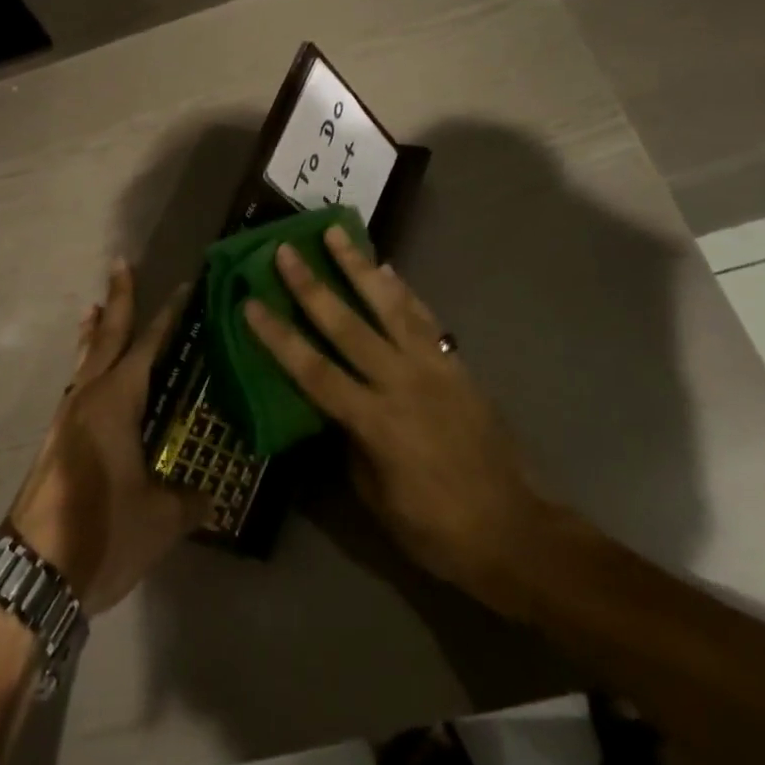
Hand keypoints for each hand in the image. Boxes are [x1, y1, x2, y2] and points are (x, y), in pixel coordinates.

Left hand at [8, 262, 211, 616]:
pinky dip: (86, 366)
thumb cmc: (102, 532)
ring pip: (85, 361)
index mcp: (116, 402)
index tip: (182, 286)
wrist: (34, 571)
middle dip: (118, 302)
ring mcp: (66, 419)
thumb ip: (190, 500)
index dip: (167, 317)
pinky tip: (92, 378)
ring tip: (97, 307)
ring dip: (95, 333)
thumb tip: (210, 496)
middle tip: (121, 266)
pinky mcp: (56, 442)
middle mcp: (88, 399)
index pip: (148, 347)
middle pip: (105, 339)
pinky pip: (77, 387)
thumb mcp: (161, 519)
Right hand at [242, 226, 553, 600]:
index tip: (251, 304)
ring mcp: (433, 368)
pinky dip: (404, 291)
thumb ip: (350, 442)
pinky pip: (425, 318)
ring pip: (389, 306)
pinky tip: (389, 269)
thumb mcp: (375, 497)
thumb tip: (333, 407)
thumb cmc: (435, 528)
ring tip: (337, 233)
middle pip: (347, 324)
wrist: (514, 531)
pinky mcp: (456, 365)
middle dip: (312, 285)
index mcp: (374, 422)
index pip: (313, 370)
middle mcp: (401, 383)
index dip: (278, 337)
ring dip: (359, 267)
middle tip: (286, 250)